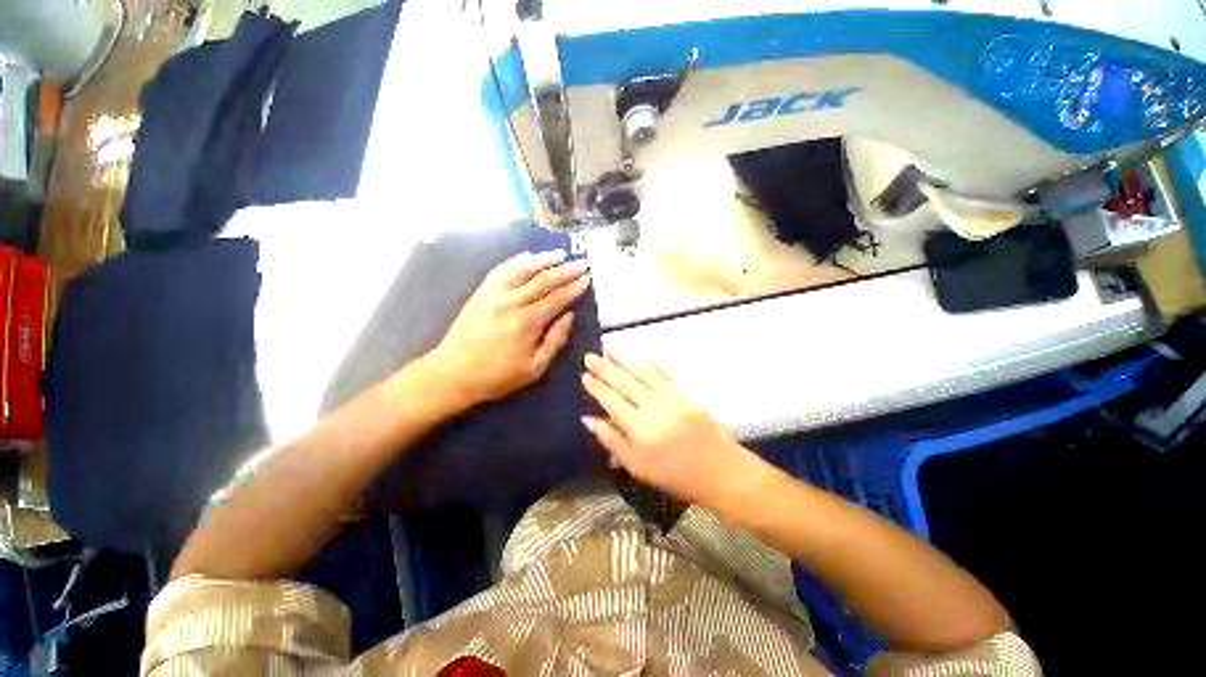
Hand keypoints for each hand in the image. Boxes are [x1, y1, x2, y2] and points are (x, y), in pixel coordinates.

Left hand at [429, 250, 589, 408]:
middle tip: (582, 263)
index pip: (557, 298)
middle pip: (544, 279)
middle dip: (566, 270)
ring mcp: (494, 293)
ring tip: (560, 254)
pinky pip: (502, 270)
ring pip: (523, 269)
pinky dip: (517, 260)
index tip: (587, 278)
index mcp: (527, 322)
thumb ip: (555, 340)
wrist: (452, 373)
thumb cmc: (497, 376)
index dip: (574, 287)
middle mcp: (512, 301)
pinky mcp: (481, 292)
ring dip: (544, 259)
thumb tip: (570, 316)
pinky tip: (528, 256)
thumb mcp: (534, 367)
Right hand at [580, 352, 763, 507]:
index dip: (597, 387)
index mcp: (639, 427)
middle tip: (590, 356)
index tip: (584, 375)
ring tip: (610, 349)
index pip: (611, 400)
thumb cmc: (674, 475)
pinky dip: (652, 362)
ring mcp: (671, 396)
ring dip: (625, 359)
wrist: (719, 471)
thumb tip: (588, 419)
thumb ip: (611, 440)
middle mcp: (653, 406)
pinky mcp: (686, 393)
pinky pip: (666, 373)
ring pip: (643, 373)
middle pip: (625, 382)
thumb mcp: (637, 467)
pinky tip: (641, 355)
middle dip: (605, 367)